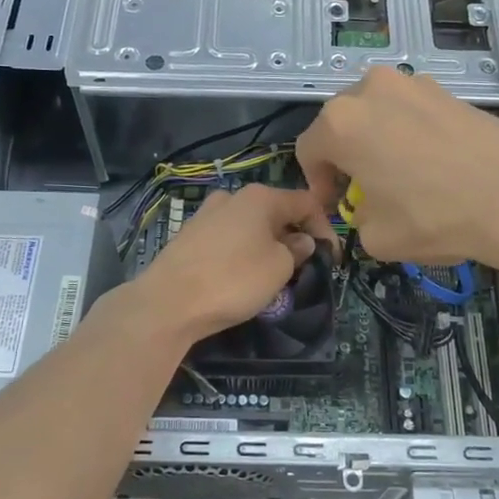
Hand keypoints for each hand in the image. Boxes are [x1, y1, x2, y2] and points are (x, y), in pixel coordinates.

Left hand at [131, 184, 332, 343]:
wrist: (168, 302)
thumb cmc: (233, 280)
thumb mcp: (279, 268)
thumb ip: (296, 250)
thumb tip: (299, 241)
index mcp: (260, 197)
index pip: (306, 203)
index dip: (324, 228)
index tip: (331, 258)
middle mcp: (232, 197)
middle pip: (276, 212)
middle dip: (293, 237)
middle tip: (303, 268)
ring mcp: (206, 214)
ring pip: (250, 226)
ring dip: (267, 245)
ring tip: (272, 275)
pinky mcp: (189, 235)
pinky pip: (228, 239)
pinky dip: (242, 252)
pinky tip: (240, 277)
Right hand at [295, 67, 498, 266]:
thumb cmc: (434, 216)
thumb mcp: (376, 237)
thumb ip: (357, 218)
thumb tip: (368, 208)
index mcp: (341, 122)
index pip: (309, 150)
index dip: (317, 183)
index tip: (336, 206)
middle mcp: (370, 90)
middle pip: (341, 125)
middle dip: (346, 157)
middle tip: (365, 190)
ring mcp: (412, 84)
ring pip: (377, 114)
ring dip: (378, 142)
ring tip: (402, 175)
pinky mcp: (447, 90)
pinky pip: (411, 112)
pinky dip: (410, 134)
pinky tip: (434, 165)